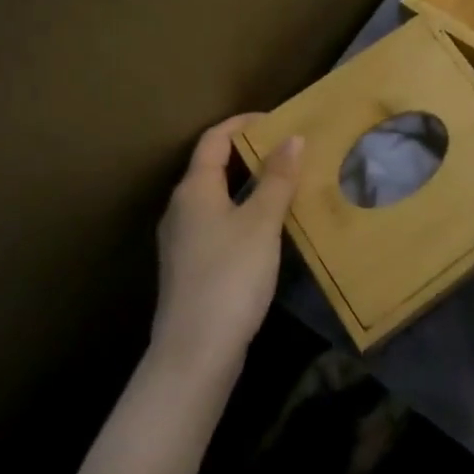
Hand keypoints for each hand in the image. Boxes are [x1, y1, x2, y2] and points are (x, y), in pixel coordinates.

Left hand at [152, 115, 302, 383]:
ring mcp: (182, 240)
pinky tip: (266, 228)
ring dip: (247, 184)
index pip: (214, 139)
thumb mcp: (261, 223)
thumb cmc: (230, 276)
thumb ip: (277, 178)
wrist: (194, 353)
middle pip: (212, 166)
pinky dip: (241, 212)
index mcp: (193, 189)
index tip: (277, 119)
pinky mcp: (190, 267)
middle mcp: (181, 208)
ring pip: (215, 197)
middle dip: (248, 153)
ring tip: (283, 184)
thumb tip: (292, 137)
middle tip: (287, 149)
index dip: (243, 123)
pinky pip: (217, 222)